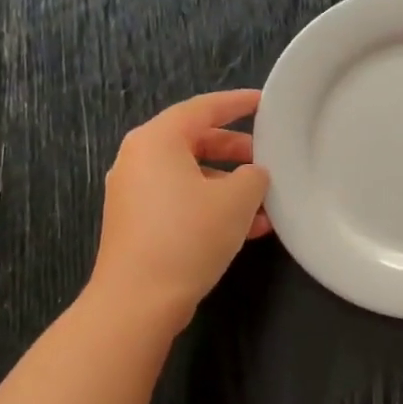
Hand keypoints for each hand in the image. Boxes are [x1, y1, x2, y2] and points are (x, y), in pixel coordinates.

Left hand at [91, 89, 271, 330]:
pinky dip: (212, 206)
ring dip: (229, 185)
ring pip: (191, 176)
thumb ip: (254, 176)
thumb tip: (253, 175)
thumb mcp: (237, 200)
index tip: (265, 103)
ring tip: (266, 201)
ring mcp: (134, 193)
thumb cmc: (188, 236)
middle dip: (236, 150)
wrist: (138, 300)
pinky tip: (248, 228)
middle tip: (267, 158)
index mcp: (157, 140)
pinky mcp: (138, 223)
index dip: (238, 104)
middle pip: (195, 142)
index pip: (203, 108)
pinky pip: (181, 201)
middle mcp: (139, 159)